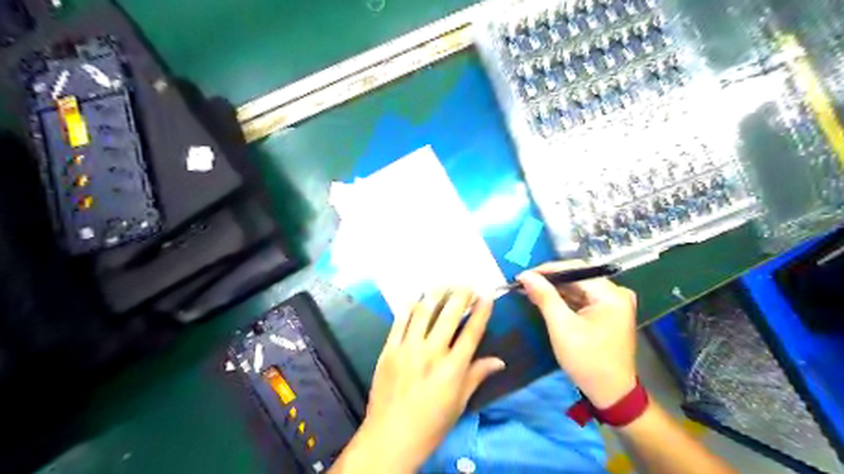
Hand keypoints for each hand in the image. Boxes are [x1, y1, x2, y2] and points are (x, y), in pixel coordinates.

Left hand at [329, 289, 502, 473]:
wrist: (390, 437)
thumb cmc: (430, 424)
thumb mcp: (459, 404)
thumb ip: (477, 376)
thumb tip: (499, 361)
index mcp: (453, 368)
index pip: (472, 332)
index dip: (481, 311)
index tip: (487, 294)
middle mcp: (431, 353)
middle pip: (449, 316)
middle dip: (460, 296)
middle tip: (467, 284)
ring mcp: (408, 349)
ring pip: (423, 313)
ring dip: (435, 295)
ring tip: (444, 283)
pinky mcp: (389, 350)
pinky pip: (399, 322)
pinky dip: (408, 307)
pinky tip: (414, 297)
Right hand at [519, 261, 636, 409]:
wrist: (611, 394)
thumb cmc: (587, 360)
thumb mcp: (562, 326)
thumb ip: (544, 296)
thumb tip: (526, 275)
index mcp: (611, 294)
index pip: (575, 270)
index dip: (547, 270)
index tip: (523, 275)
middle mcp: (616, 293)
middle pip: (577, 278)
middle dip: (550, 281)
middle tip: (524, 284)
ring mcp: (614, 304)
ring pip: (578, 288)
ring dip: (555, 291)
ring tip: (530, 291)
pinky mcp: (608, 313)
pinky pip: (583, 299)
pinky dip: (564, 300)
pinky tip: (545, 301)